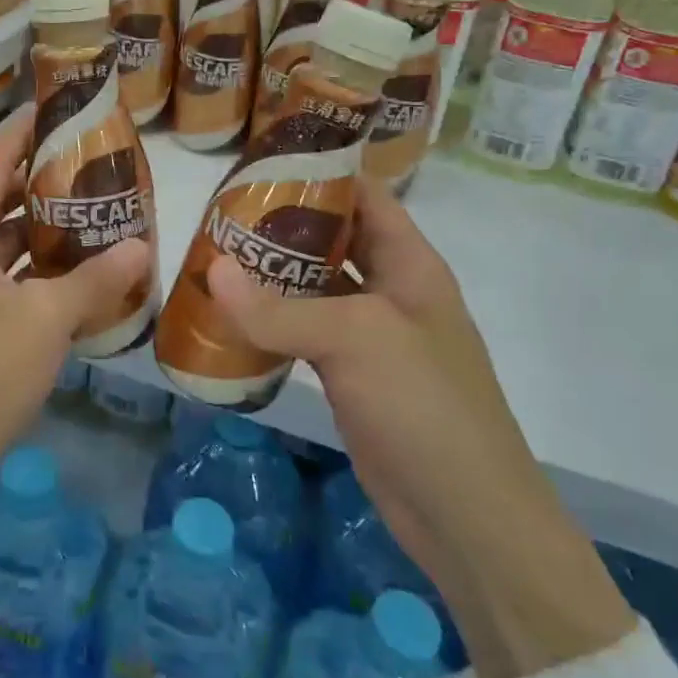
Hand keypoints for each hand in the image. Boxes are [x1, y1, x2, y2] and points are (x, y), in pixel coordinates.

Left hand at [0, 106, 150, 560]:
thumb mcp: (46, 321)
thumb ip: (95, 280)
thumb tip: (144, 246)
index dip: (23, 131)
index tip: (60, 106)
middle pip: (2, 197)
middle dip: (46, 178)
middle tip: (97, 163)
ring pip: (10, 238)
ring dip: (49, 225)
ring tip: (100, 209)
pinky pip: (14, 274)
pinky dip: (44, 265)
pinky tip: (85, 268)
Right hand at [207, 176, 633, 677]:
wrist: (466, 515)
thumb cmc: (425, 405)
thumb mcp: (355, 340)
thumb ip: (280, 308)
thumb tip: (212, 271)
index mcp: (410, 263)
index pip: (364, 196)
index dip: (320, 172)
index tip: (259, 162)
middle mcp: (391, 290)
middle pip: (333, 240)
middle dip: (282, 225)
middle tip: (220, 213)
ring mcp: (370, 336)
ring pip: (314, 289)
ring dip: (270, 275)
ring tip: (213, 256)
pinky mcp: (350, 376)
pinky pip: (304, 334)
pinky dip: (271, 323)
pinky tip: (229, 317)